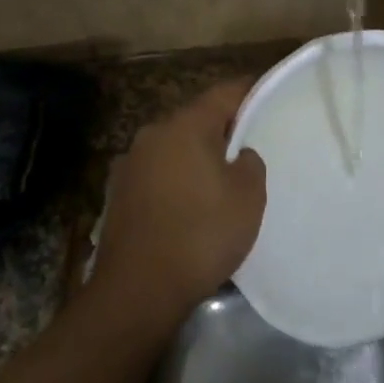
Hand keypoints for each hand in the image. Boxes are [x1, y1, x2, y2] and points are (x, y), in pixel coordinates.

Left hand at [93, 79, 266, 328]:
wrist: (137, 290)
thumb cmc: (201, 234)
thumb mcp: (248, 197)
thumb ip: (250, 163)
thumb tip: (238, 155)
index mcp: (185, 125)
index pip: (223, 93)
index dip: (248, 92)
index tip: (265, 97)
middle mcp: (153, 134)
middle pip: (195, 119)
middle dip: (221, 129)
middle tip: (247, 147)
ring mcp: (129, 163)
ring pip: (173, 147)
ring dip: (194, 156)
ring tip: (218, 180)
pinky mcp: (117, 193)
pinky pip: (157, 174)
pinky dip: (175, 180)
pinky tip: (188, 205)